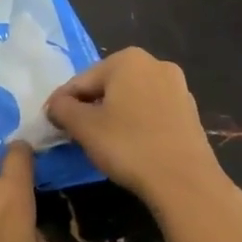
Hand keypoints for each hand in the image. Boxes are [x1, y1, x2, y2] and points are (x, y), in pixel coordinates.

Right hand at [48, 49, 241, 241]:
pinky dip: (136, 124)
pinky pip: (151, 112)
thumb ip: (62, 109)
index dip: (63, 103)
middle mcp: (155, 64)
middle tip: (75, 133)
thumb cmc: (128, 146)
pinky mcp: (190, 112)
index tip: (52, 123)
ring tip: (101, 142)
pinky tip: (130, 146)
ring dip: (113, 115)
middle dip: (90, 107)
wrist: (185, 183)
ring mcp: (177, 87)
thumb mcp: (84, 127)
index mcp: (128, 59)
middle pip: (108, 86)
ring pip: (131, 99)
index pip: (82, 80)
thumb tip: (55, 105)